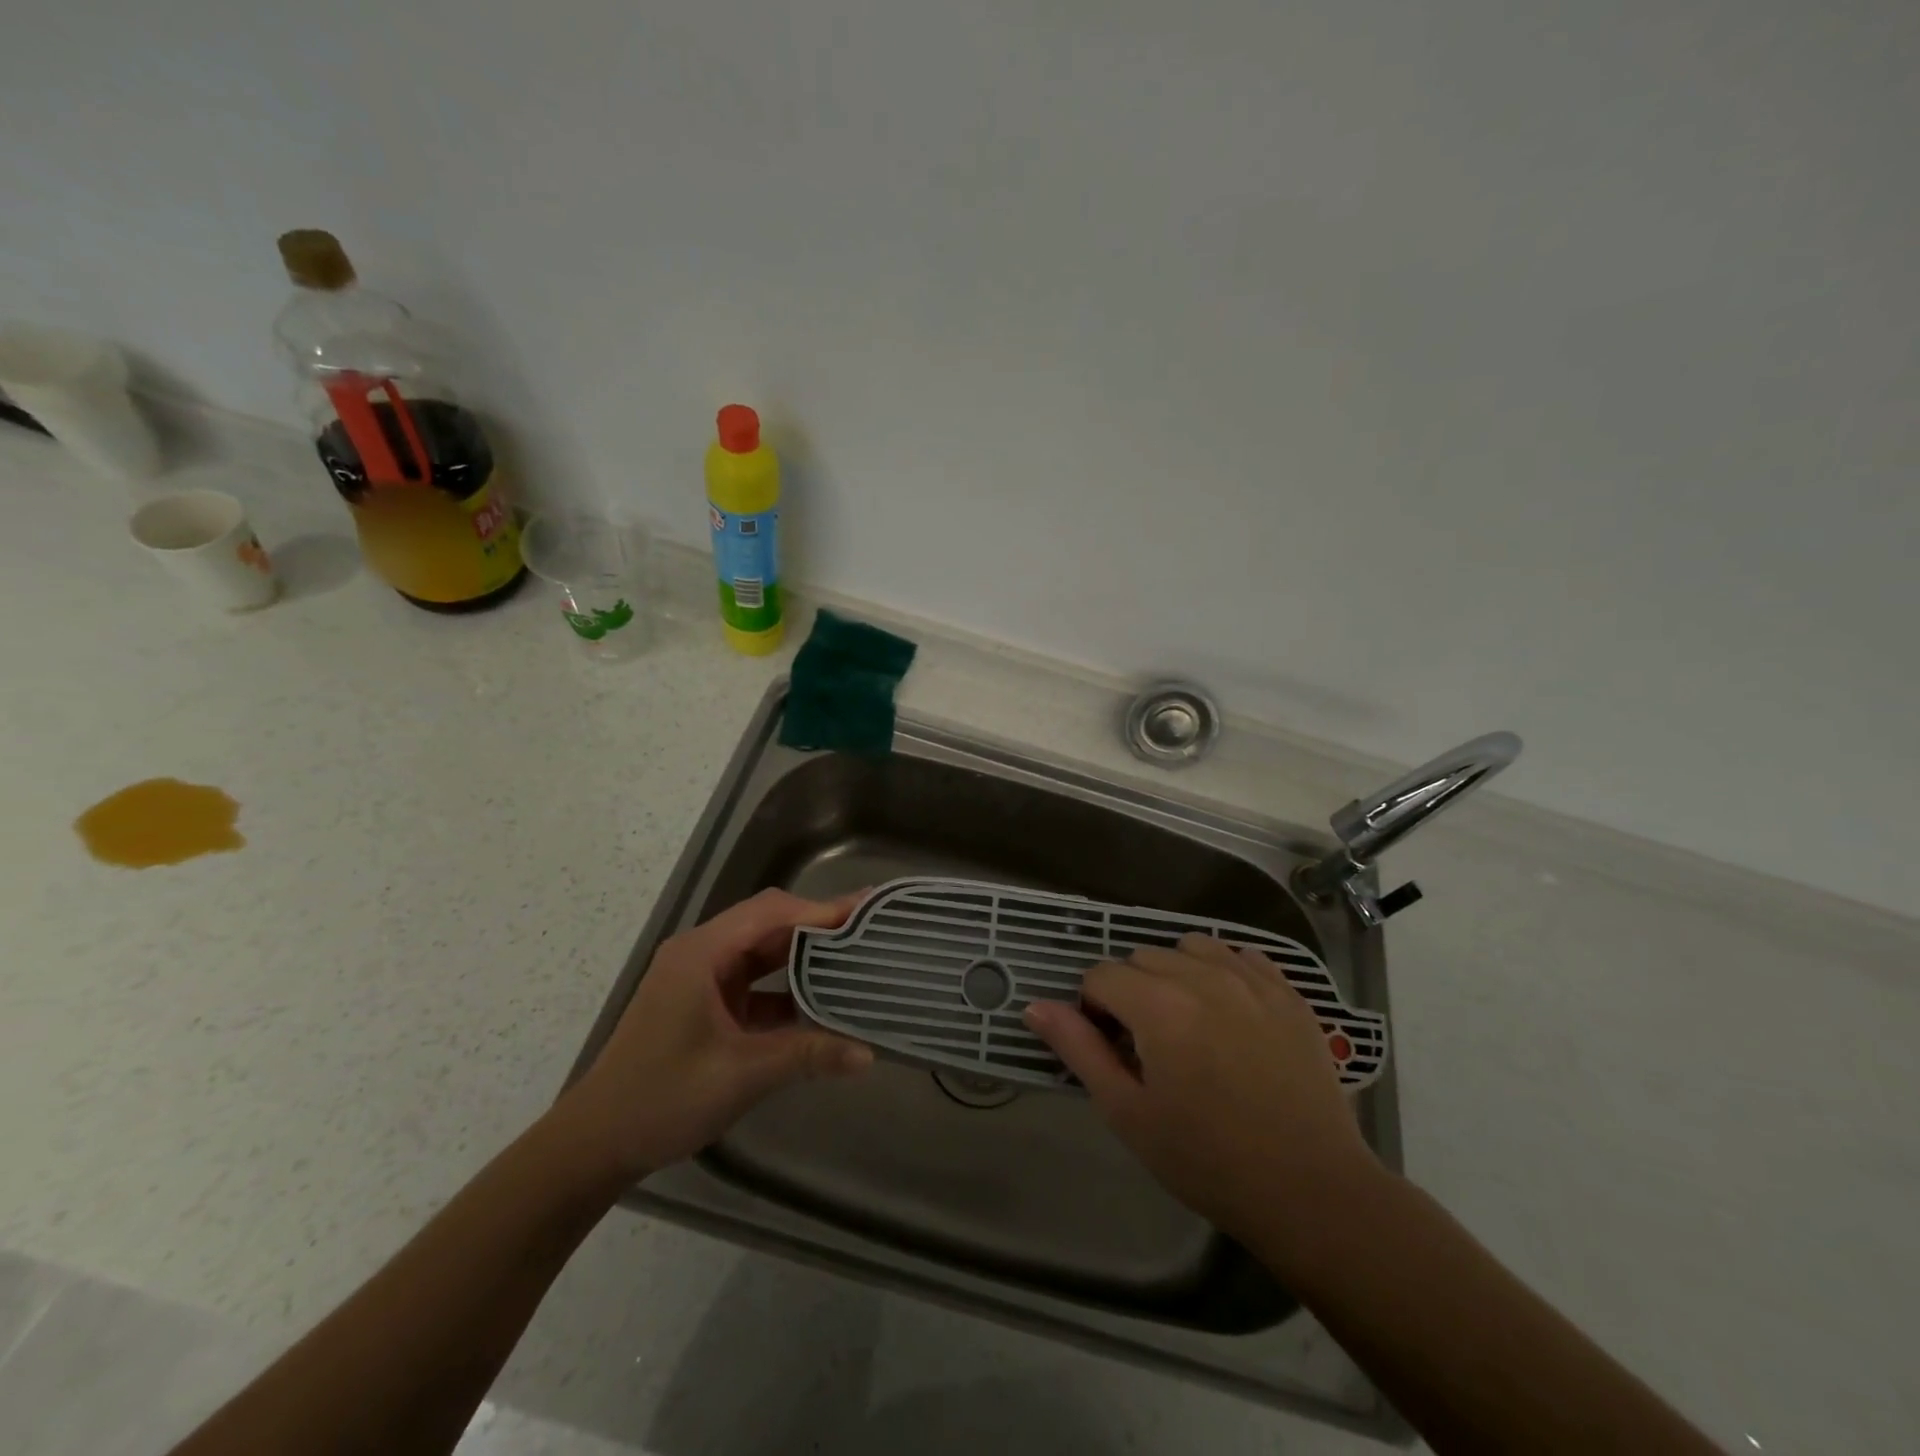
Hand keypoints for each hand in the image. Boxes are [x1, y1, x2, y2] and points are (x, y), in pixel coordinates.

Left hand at [558, 889, 874, 1181]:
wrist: (595, 1145)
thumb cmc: (662, 1098)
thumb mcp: (741, 1074)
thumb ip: (806, 1055)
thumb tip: (867, 1054)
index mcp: (702, 953)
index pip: (772, 913)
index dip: (821, 910)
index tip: (867, 911)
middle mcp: (702, 954)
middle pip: (769, 924)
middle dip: (818, 925)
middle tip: (869, 929)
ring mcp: (702, 980)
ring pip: (763, 953)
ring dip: (804, 956)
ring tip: (853, 957)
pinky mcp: (705, 1005)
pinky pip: (755, 984)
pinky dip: (787, 989)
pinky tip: (820, 1003)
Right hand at [1024, 933, 1377, 1242]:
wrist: (1310, 1191)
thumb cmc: (1207, 1160)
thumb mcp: (1128, 1113)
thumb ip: (1079, 1050)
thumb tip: (1035, 1006)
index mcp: (1159, 1007)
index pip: (1101, 976)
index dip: (1094, 1010)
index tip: (1112, 1050)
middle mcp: (1203, 977)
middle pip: (1142, 958)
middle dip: (1132, 992)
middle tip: (1149, 1046)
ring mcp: (1251, 980)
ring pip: (1190, 947)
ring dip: (1176, 973)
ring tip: (1189, 1023)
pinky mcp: (1288, 992)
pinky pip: (1241, 955)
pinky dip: (1224, 971)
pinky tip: (1230, 1012)